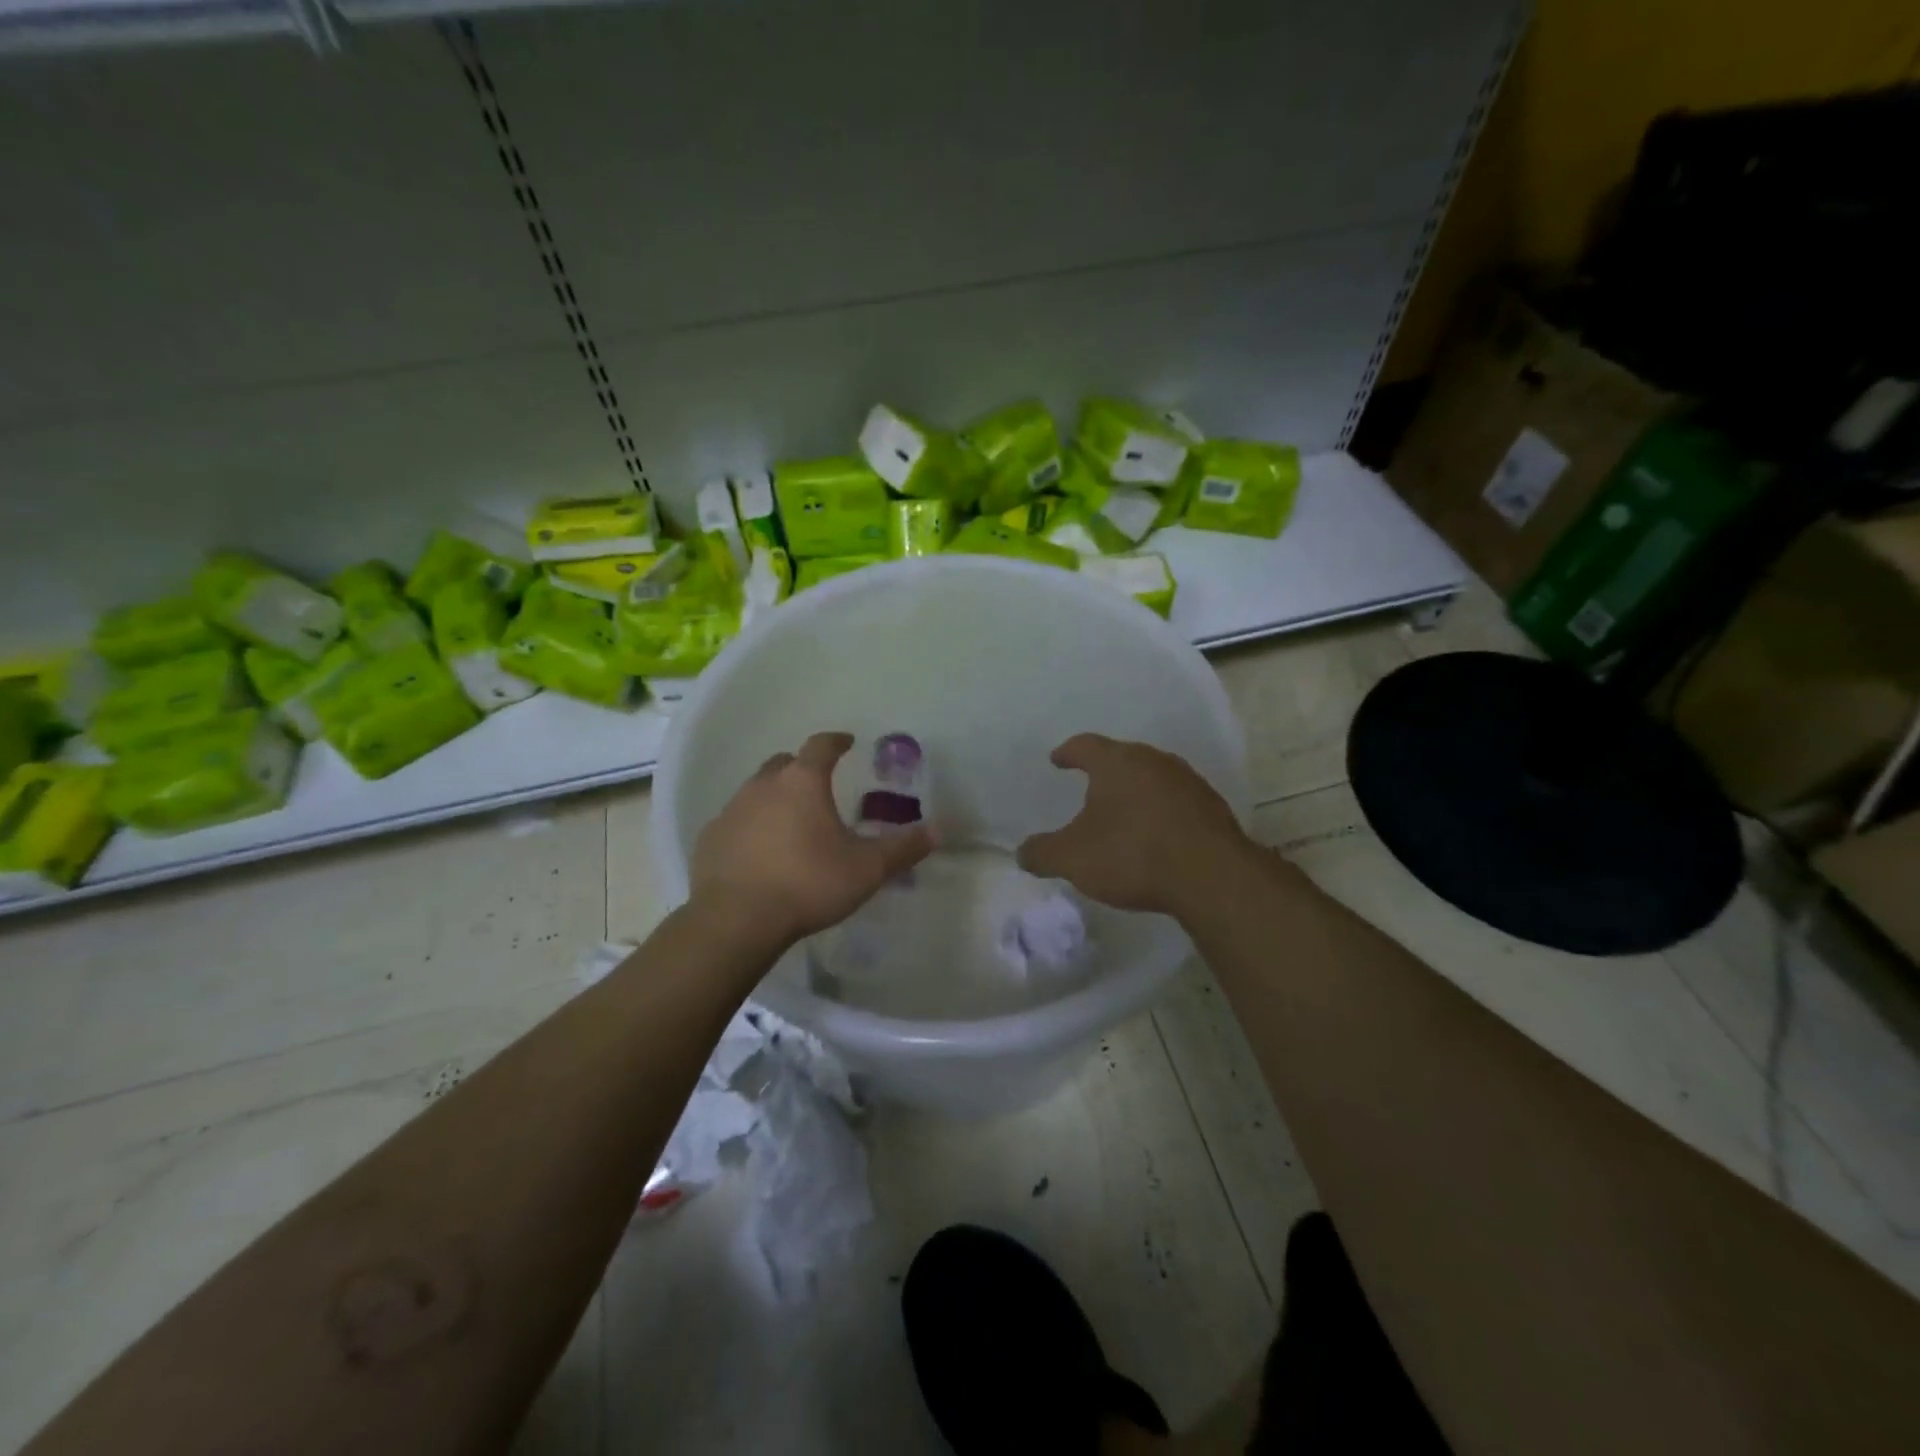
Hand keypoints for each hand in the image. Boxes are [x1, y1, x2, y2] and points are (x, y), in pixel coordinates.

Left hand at [689, 731, 935, 947]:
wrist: (736, 920)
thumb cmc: (808, 884)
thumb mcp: (866, 869)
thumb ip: (902, 848)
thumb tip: (937, 831)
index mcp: (802, 782)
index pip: (821, 746)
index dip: (836, 741)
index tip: (847, 742)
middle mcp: (763, 786)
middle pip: (784, 763)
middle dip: (801, 767)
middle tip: (818, 785)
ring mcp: (732, 810)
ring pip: (756, 790)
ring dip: (774, 797)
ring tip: (790, 822)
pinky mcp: (710, 838)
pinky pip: (735, 821)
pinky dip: (750, 826)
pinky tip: (759, 851)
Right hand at [1017, 733, 1250, 918]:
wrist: (1211, 877)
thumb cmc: (1132, 855)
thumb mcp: (1072, 859)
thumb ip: (1042, 853)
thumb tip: (1022, 853)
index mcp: (1117, 763)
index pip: (1085, 745)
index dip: (1068, 752)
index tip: (1057, 760)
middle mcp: (1153, 761)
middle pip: (1122, 757)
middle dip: (1104, 771)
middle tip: (1089, 786)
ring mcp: (1187, 781)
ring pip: (1152, 777)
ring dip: (1136, 791)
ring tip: (1123, 812)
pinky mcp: (1212, 807)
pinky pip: (1176, 801)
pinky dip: (1161, 811)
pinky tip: (1157, 834)